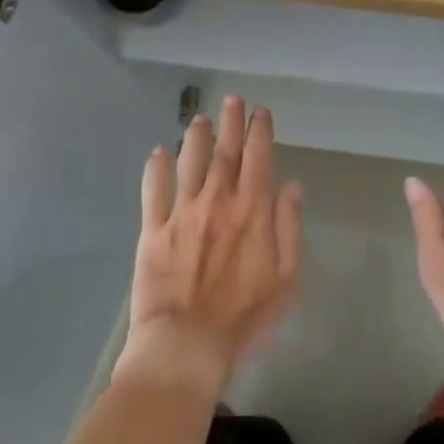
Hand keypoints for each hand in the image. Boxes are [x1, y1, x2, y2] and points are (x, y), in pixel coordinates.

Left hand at [113, 97, 302, 399]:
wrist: (186, 344)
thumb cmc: (244, 317)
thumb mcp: (286, 279)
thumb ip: (289, 228)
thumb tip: (291, 187)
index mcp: (252, 211)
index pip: (259, 159)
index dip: (260, 131)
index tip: (260, 112)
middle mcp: (217, 201)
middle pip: (225, 151)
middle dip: (230, 122)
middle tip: (231, 100)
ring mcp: (182, 212)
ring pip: (189, 161)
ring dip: (196, 137)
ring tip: (199, 120)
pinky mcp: (153, 229)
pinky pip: (153, 190)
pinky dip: (156, 168)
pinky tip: (158, 153)